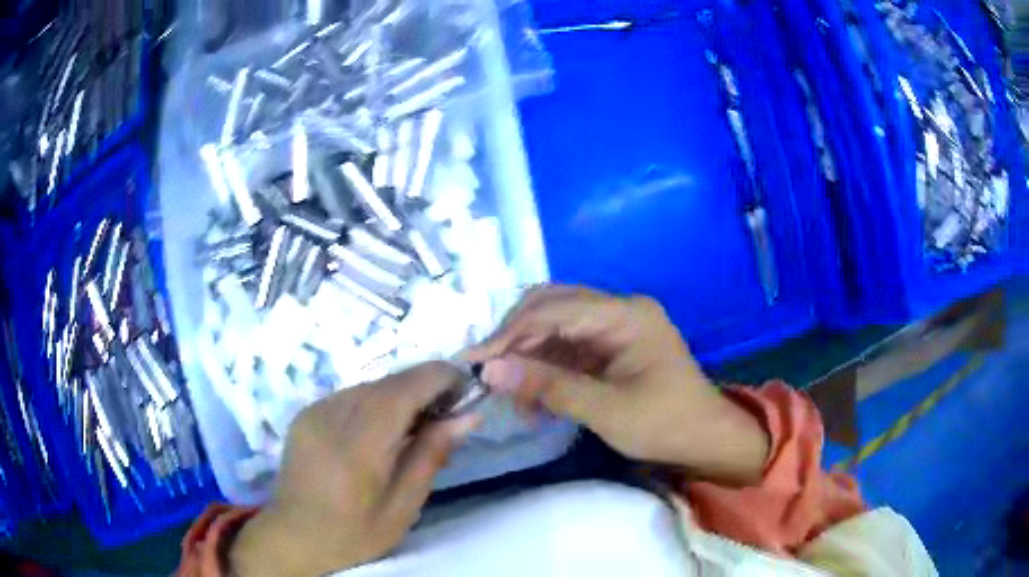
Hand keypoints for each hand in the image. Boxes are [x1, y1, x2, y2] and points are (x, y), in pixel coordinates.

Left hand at [230, 362, 479, 575]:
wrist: (294, 535)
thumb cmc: (355, 533)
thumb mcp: (403, 507)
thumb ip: (431, 455)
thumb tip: (468, 416)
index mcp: (358, 444)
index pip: (404, 388)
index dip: (440, 377)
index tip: (466, 389)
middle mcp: (332, 415)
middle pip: (388, 382)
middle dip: (424, 387)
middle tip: (448, 413)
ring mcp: (314, 410)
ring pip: (370, 385)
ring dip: (400, 395)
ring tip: (416, 425)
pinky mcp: (305, 412)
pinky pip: (350, 395)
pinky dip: (375, 403)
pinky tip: (380, 431)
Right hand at [466, 286, 768, 483]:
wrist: (706, 442)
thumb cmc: (666, 425)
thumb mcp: (607, 410)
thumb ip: (549, 387)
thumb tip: (490, 371)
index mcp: (626, 315)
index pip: (555, 310)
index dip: (510, 333)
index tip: (474, 360)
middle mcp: (619, 310)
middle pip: (552, 308)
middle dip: (515, 339)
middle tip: (486, 373)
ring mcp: (614, 328)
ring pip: (555, 328)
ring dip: (528, 357)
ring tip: (509, 395)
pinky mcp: (610, 348)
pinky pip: (567, 349)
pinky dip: (545, 370)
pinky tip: (532, 399)